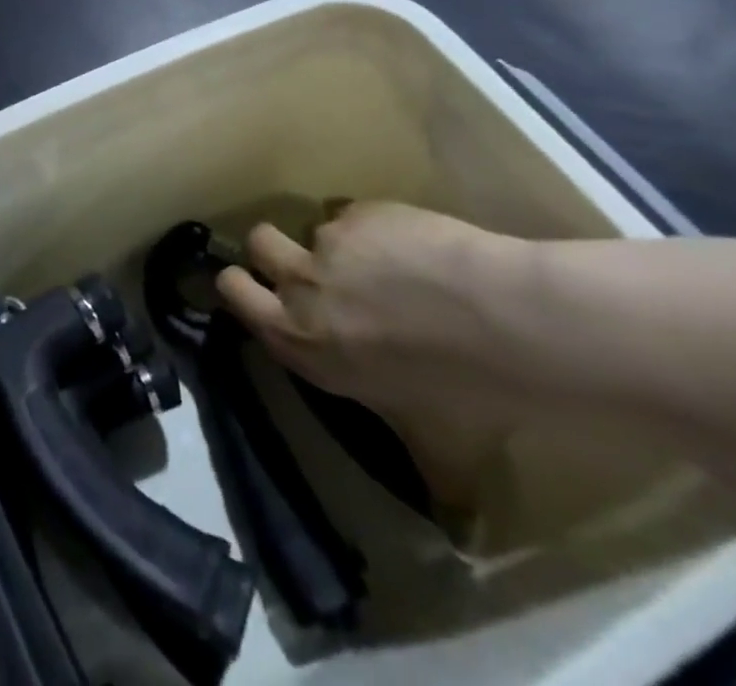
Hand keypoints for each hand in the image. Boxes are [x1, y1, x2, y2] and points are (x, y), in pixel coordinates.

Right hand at [217, 202, 534, 511]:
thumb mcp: (437, 449)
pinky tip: (420, 251)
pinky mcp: (364, 211)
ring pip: (318, 229)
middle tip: (308, 266)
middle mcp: (303, 285)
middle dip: (272, 250)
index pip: (233, 293)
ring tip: (390, 266)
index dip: (240, 285)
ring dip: (341, 246)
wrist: (502, 322)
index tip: (259, 288)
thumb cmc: (462, 394)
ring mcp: (331, 240)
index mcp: (301, 341)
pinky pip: (359, 214)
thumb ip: (425, 470)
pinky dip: (379, 229)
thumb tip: (456, 524)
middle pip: (258, 242)